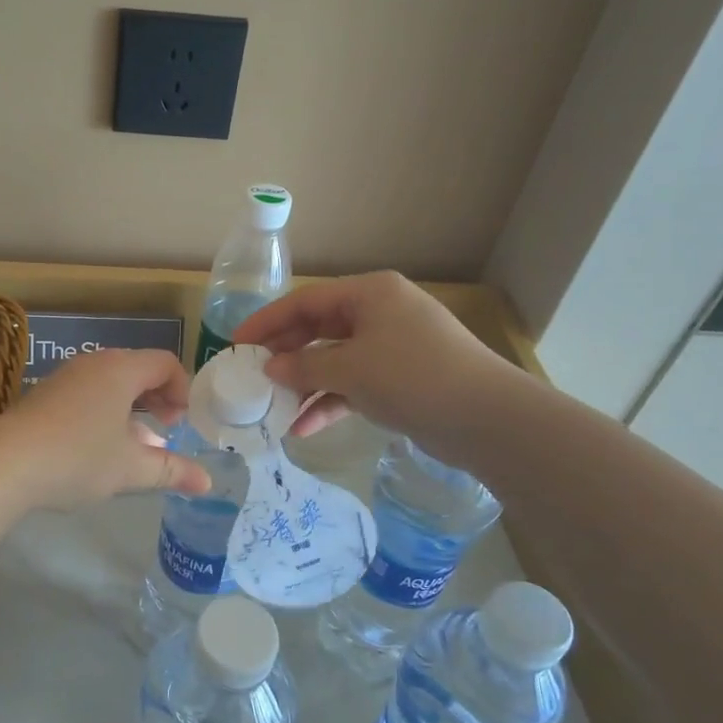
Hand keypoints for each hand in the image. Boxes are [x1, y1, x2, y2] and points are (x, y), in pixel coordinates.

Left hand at [0, 347, 211, 508]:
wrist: (5, 464)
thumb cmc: (78, 458)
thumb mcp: (130, 468)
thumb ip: (172, 471)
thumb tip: (207, 483)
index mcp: (120, 370)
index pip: (165, 362)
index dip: (182, 389)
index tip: (183, 421)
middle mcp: (94, 364)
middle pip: (138, 368)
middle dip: (158, 397)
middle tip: (167, 427)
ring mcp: (65, 377)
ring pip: (110, 382)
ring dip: (131, 407)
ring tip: (136, 442)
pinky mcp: (44, 395)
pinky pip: (87, 392)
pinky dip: (105, 411)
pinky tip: (100, 446)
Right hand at [232, 272, 521, 441]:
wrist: (486, 418)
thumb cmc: (413, 377)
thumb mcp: (351, 369)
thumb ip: (304, 367)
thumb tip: (270, 368)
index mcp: (369, 294)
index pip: (305, 301)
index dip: (267, 321)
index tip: (236, 343)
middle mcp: (380, 313)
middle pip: (318, 330)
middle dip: (285, 355)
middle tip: (251, 376)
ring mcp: (392, 347)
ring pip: (334, 361)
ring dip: (305, 385)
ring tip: (272, 408)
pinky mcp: (400, 379)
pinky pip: (353, 385)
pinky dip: (330, 402)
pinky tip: (303, 428)